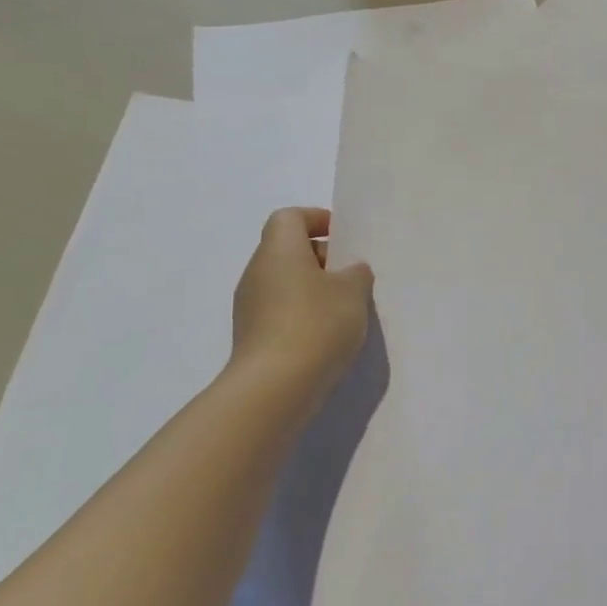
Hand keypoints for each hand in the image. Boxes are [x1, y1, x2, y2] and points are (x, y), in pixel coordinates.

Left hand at [230, 208, 373, 391]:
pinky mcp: (251, 337)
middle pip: (287, 250)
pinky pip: (280, 312)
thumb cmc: (316, 324)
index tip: (343, 237)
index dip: (316, 219)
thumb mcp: (353, 292)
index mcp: (279, 250)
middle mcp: (257, 272)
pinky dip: (303, 315)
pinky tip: (327, 336)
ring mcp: (249, 307)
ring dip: (313, 289)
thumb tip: (350, 271)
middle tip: (352, 276)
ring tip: (345, 309)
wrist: (274, 387)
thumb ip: (356, 274)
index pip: (289, 218)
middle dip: (321, 258)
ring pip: (285, 283)